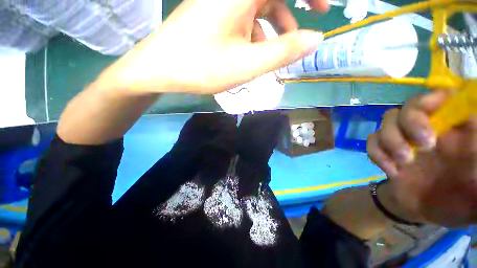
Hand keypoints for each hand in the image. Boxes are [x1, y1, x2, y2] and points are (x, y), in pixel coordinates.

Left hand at [98, 0, 327, 93]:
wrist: (162, 69)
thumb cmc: (203, 67)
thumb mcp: (248, 64)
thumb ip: (283, 51)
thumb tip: (314, 40)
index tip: (323, 10)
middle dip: (290, 14)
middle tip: (300, 36)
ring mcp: (220, 1)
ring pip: (257, 8)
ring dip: (271, 29)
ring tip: (274, 55)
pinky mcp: (213, 12)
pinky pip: (243, 17)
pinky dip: (254, 33)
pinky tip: (251, 53)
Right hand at [367, 91, 476, 226]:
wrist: (427, 211)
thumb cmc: (459, 200)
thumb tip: (474, 126)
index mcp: (457, 129)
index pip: (446, 97)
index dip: (438, 96)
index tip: (436, 112)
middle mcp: (430, 127)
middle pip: (412, 104)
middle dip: (412, 120)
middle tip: (423, 144)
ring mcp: (405, 138)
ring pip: (388, 119)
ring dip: (391, 139)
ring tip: (404, 162)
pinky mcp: (386, 150)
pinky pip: (372, 140)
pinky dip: (377, 153)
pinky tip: (391, 170)